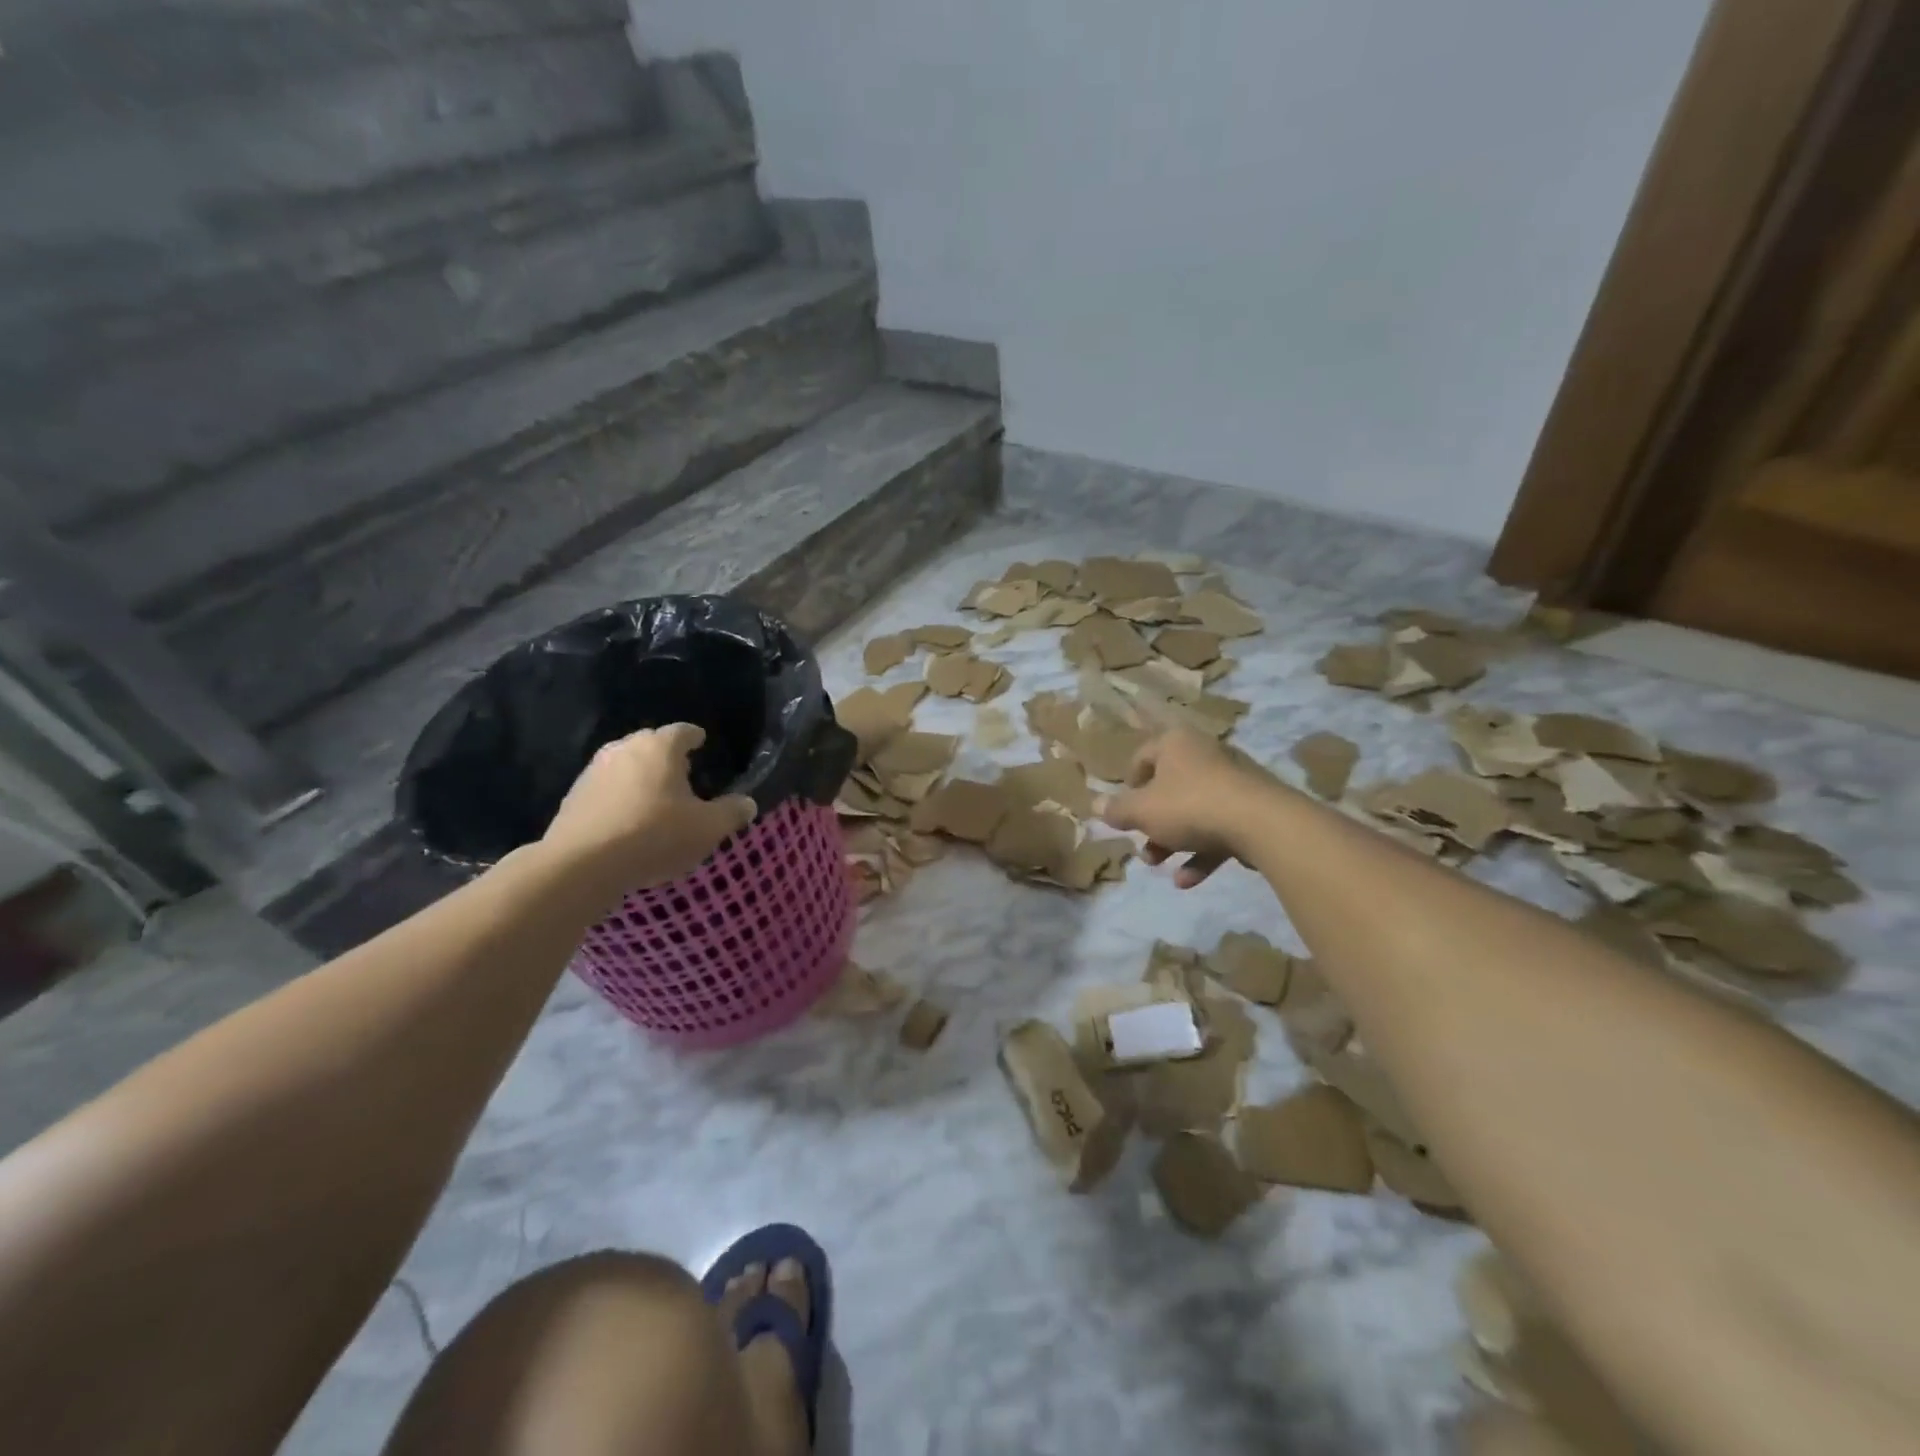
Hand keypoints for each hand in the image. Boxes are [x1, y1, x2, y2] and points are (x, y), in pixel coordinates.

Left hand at [542, 724, 756, 894]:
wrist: (583, 864)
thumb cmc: (655, 835)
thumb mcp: (708, 828)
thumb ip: (731, 812)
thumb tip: (748, 803)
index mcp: (660, 747)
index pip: (683, 731)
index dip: (695, 738)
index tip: (702, 743)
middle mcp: (624, 748)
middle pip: (651, 745)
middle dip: (667, 757)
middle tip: (683, 774)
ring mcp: (594, 771)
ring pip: (625, 766)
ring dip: (640, 778)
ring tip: (655, 799)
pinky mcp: (573, 797)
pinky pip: (606, 790)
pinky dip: (619, 798)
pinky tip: (628, 820)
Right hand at [1095, 727, 1267, 887]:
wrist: (1261, 823)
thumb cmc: (1189, 806)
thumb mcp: (1141, 811)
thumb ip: (1116, 810)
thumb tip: (1095, 805)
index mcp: (1175, 743)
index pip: (1142, 757)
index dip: (1128, 786)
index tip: (1123, 812)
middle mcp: (1204, 754)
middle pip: (1168, 788)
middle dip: (1151, 822)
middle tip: (1142, 846)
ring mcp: (1233, 782)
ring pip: (1193, 812)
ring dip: (1173, 841)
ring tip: (1158, 865)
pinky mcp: (1252, 808)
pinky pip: (1219, 828)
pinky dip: (1201, 851)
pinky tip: (1187, 880)